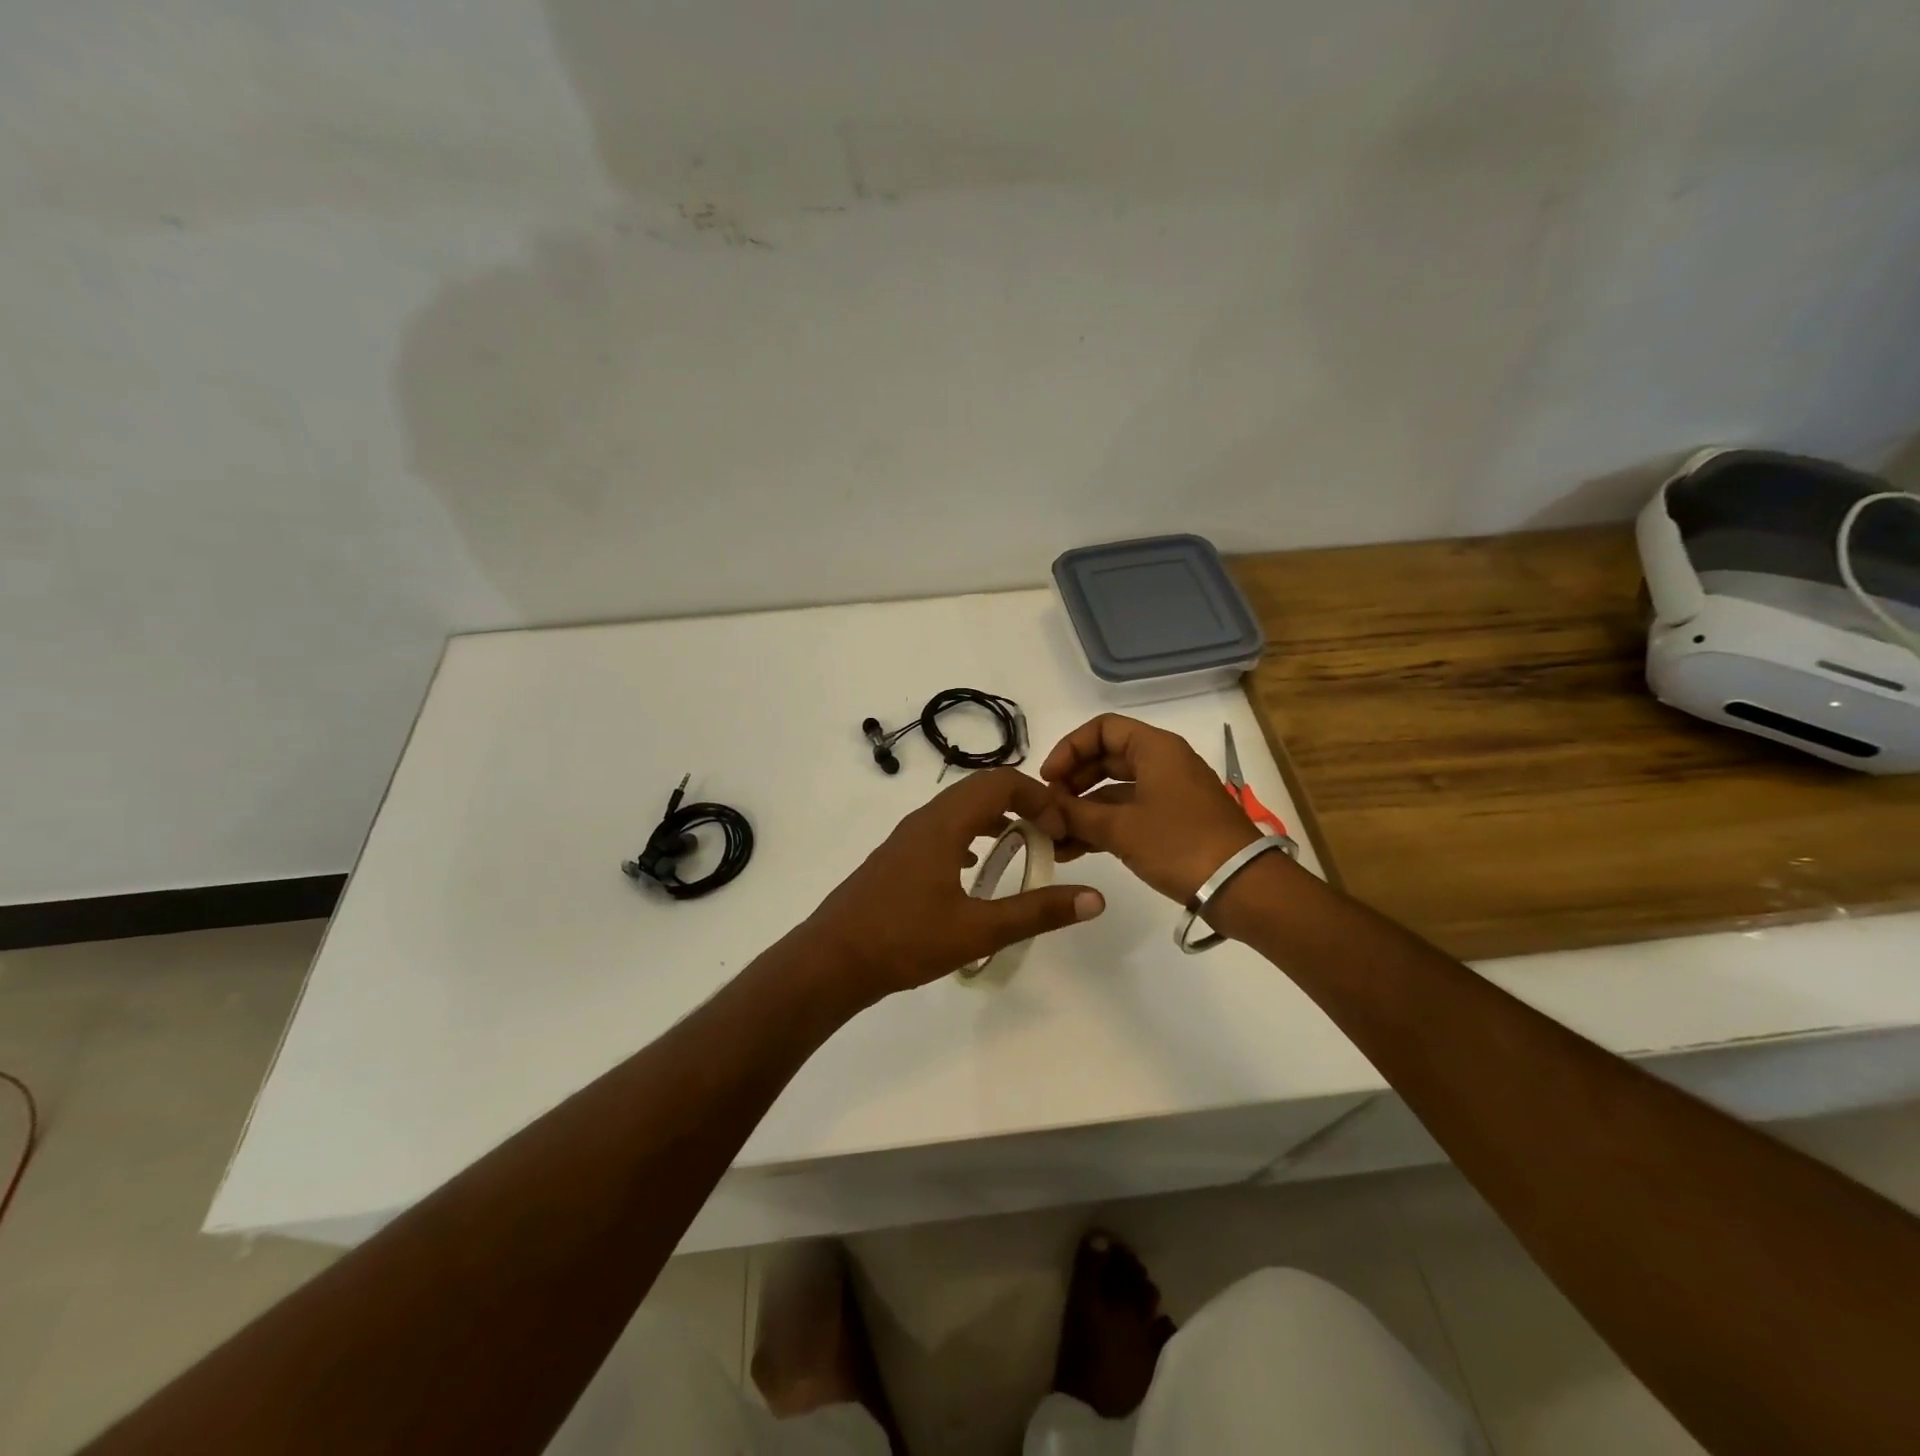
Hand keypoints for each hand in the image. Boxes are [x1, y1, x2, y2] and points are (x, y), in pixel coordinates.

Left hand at [803, 767, 1105, 1004]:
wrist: (832, 960)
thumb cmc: (905, 940)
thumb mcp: (978, 930)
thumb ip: (1037, 912)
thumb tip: (1094, 898)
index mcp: (944, 824)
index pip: (1001, 783)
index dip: (1039, 797)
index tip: (1060, 831)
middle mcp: (925, 819)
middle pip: (981, 789)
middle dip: (1022, 803)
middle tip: (1049, 837)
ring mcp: (907, 837)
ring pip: (960, 809)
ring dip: (996, 818)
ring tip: (1022, 849)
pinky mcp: (898, 856)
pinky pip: (944, 828)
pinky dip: (971, 834)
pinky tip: (976, 868)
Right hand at [1041, 715, 1260, 903]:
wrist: (1242, 887)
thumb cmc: (1179, 844)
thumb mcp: (1120, 828)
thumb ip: (1076, 814)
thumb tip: (1044, 809)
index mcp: (1155, 749)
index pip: (1102, 729)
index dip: (1069, 748)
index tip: (1048, 779)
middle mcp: (1163, 763)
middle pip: (1105, 758)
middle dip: (1072, 783)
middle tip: (1048, 809)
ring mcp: (1169, 794)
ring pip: (1114, 790)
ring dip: (1083, 810)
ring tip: (1053, 838)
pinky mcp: (1173, 822)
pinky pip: (1128, 814)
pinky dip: (1102, 826)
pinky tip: (1074, 849)